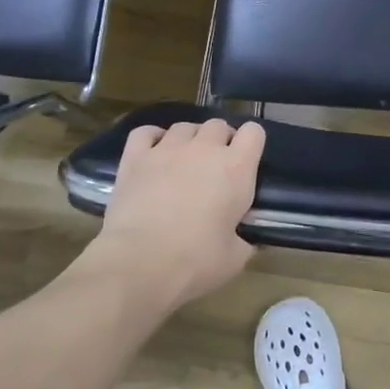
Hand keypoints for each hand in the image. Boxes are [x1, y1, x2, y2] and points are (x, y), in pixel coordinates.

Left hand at [70, 119, 264, 315]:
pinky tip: (154, 152)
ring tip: (185, 160)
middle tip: (216, 165)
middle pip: (218, 125)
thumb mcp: (236, 257)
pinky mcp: (135, 158)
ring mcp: (167, 150)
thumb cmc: (196, 261)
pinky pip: (146, 132)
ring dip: (190, 139)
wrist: (140, 263)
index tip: (247, 161)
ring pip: (184, 126)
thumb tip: (243, 239)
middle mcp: (204, 149)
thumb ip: (244, 239)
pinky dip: (153, 137)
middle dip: (220, 140)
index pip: (254, 132)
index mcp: (237, 169)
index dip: (252, 143)